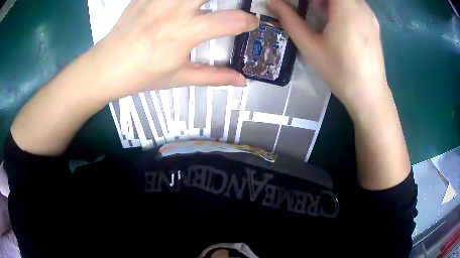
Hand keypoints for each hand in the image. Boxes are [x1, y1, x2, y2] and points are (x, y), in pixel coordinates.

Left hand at [91, 0, 257, 101]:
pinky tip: (180, 4)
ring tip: (204, 4)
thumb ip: (214, 76)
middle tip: (236, 2)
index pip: (232, 20)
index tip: (250, 23)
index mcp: (185, 33)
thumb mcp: (179, 78)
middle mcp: (175, 9)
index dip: (249, 21)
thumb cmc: (142, 75)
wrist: (106, 67)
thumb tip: (242, 81)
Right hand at [267, 0, 388, 113]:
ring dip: (329, 2)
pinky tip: (339, 26)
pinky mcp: (373, 23)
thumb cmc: (340, 72)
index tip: (302, 5)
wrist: (369, 95)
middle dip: (319, 0)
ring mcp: (370, 14)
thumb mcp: (310, 46)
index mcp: (346, 8)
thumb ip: (289, 20)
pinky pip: (354, 5)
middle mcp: (361, 6)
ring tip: (324, 20)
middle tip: (310, 11)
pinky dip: (341, 7)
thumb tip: (271, 1)